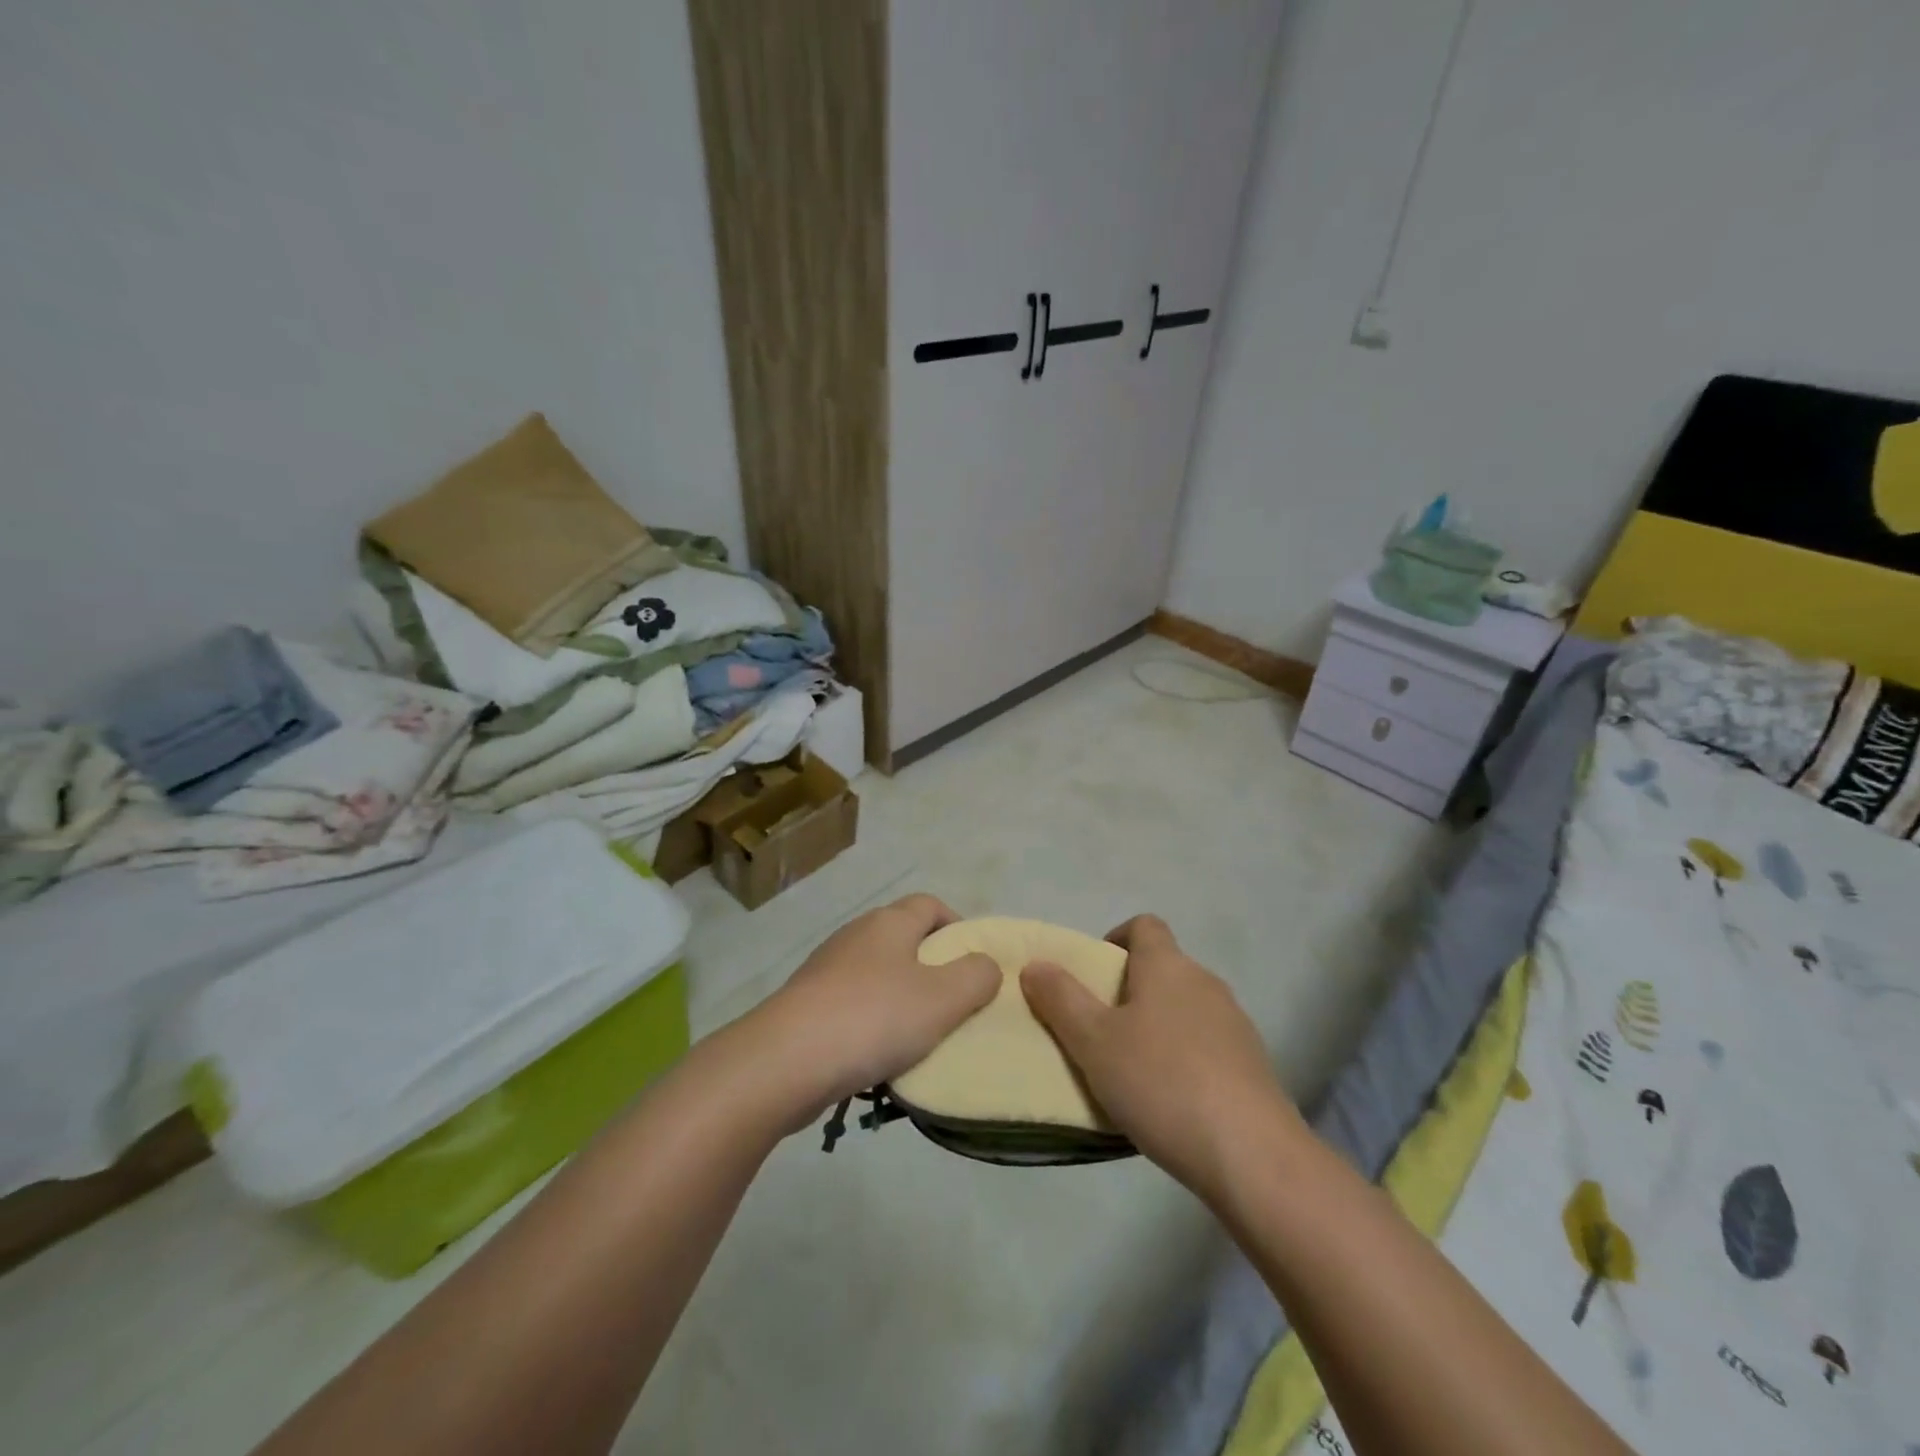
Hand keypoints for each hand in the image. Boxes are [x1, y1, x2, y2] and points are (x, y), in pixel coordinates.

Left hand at [750, 893, 999, 1122]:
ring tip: (921, 1039)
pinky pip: (853, 1006)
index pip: (931, 904)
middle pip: (905, 939)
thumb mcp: (944, 998)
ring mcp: (826, 970)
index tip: (976, 965)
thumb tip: (986, 965)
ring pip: (879, 975)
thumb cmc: (873, 1018)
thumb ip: (977, 976)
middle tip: (955, 1005)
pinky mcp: (807, 1005)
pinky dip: (873, 1024)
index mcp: (889, 923)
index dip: (958, 927)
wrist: (784, 1061)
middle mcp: (856, 936)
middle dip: (933, 968)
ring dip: (902, 1000)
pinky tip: (880, 1058)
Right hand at [1020, 914, 1301, 1198]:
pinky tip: (1170, 1100)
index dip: (1115, 939)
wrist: (1251, 1153)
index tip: (1093, 975)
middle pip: (1163, 968)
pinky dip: (1184, 1057)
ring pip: (1185, 1008)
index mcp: (1167, 965)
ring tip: (1131, 1071)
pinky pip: (1207, 1044)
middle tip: (1100, 1030)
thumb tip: (1035, 964)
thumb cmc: (1161, 1082)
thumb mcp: (1094, 1042)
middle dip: (1129, 990)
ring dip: (1157, 1026)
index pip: (1143, 925)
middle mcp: (1205, 982)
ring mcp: (1235, 1023)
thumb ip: (1061, 999)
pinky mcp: (1253, 1064)